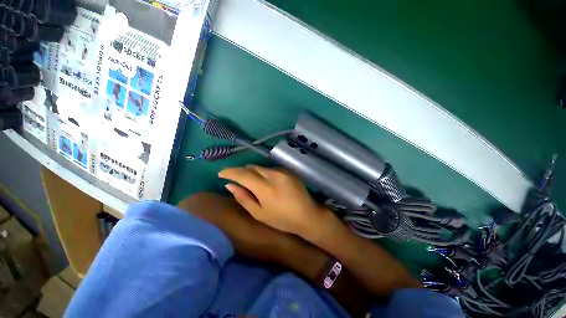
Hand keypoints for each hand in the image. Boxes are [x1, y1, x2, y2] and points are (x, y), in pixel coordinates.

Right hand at [218, 165, 324, 235]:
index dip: (229, 172)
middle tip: (240, 183)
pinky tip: (269, 183)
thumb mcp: (259, 213)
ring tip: (256, 185)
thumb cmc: (282, 219)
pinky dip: (265, 173)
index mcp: (264, 187)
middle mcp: (272, 174)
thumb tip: (229, 185)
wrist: (307, 214)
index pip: (242, 173)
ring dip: (254, 173)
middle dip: (242, 173)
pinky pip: (271, 169)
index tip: (221, 174)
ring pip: (261, 167)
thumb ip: (243, 197)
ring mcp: (282, 171)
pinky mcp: (288, 171)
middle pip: (251, 167)